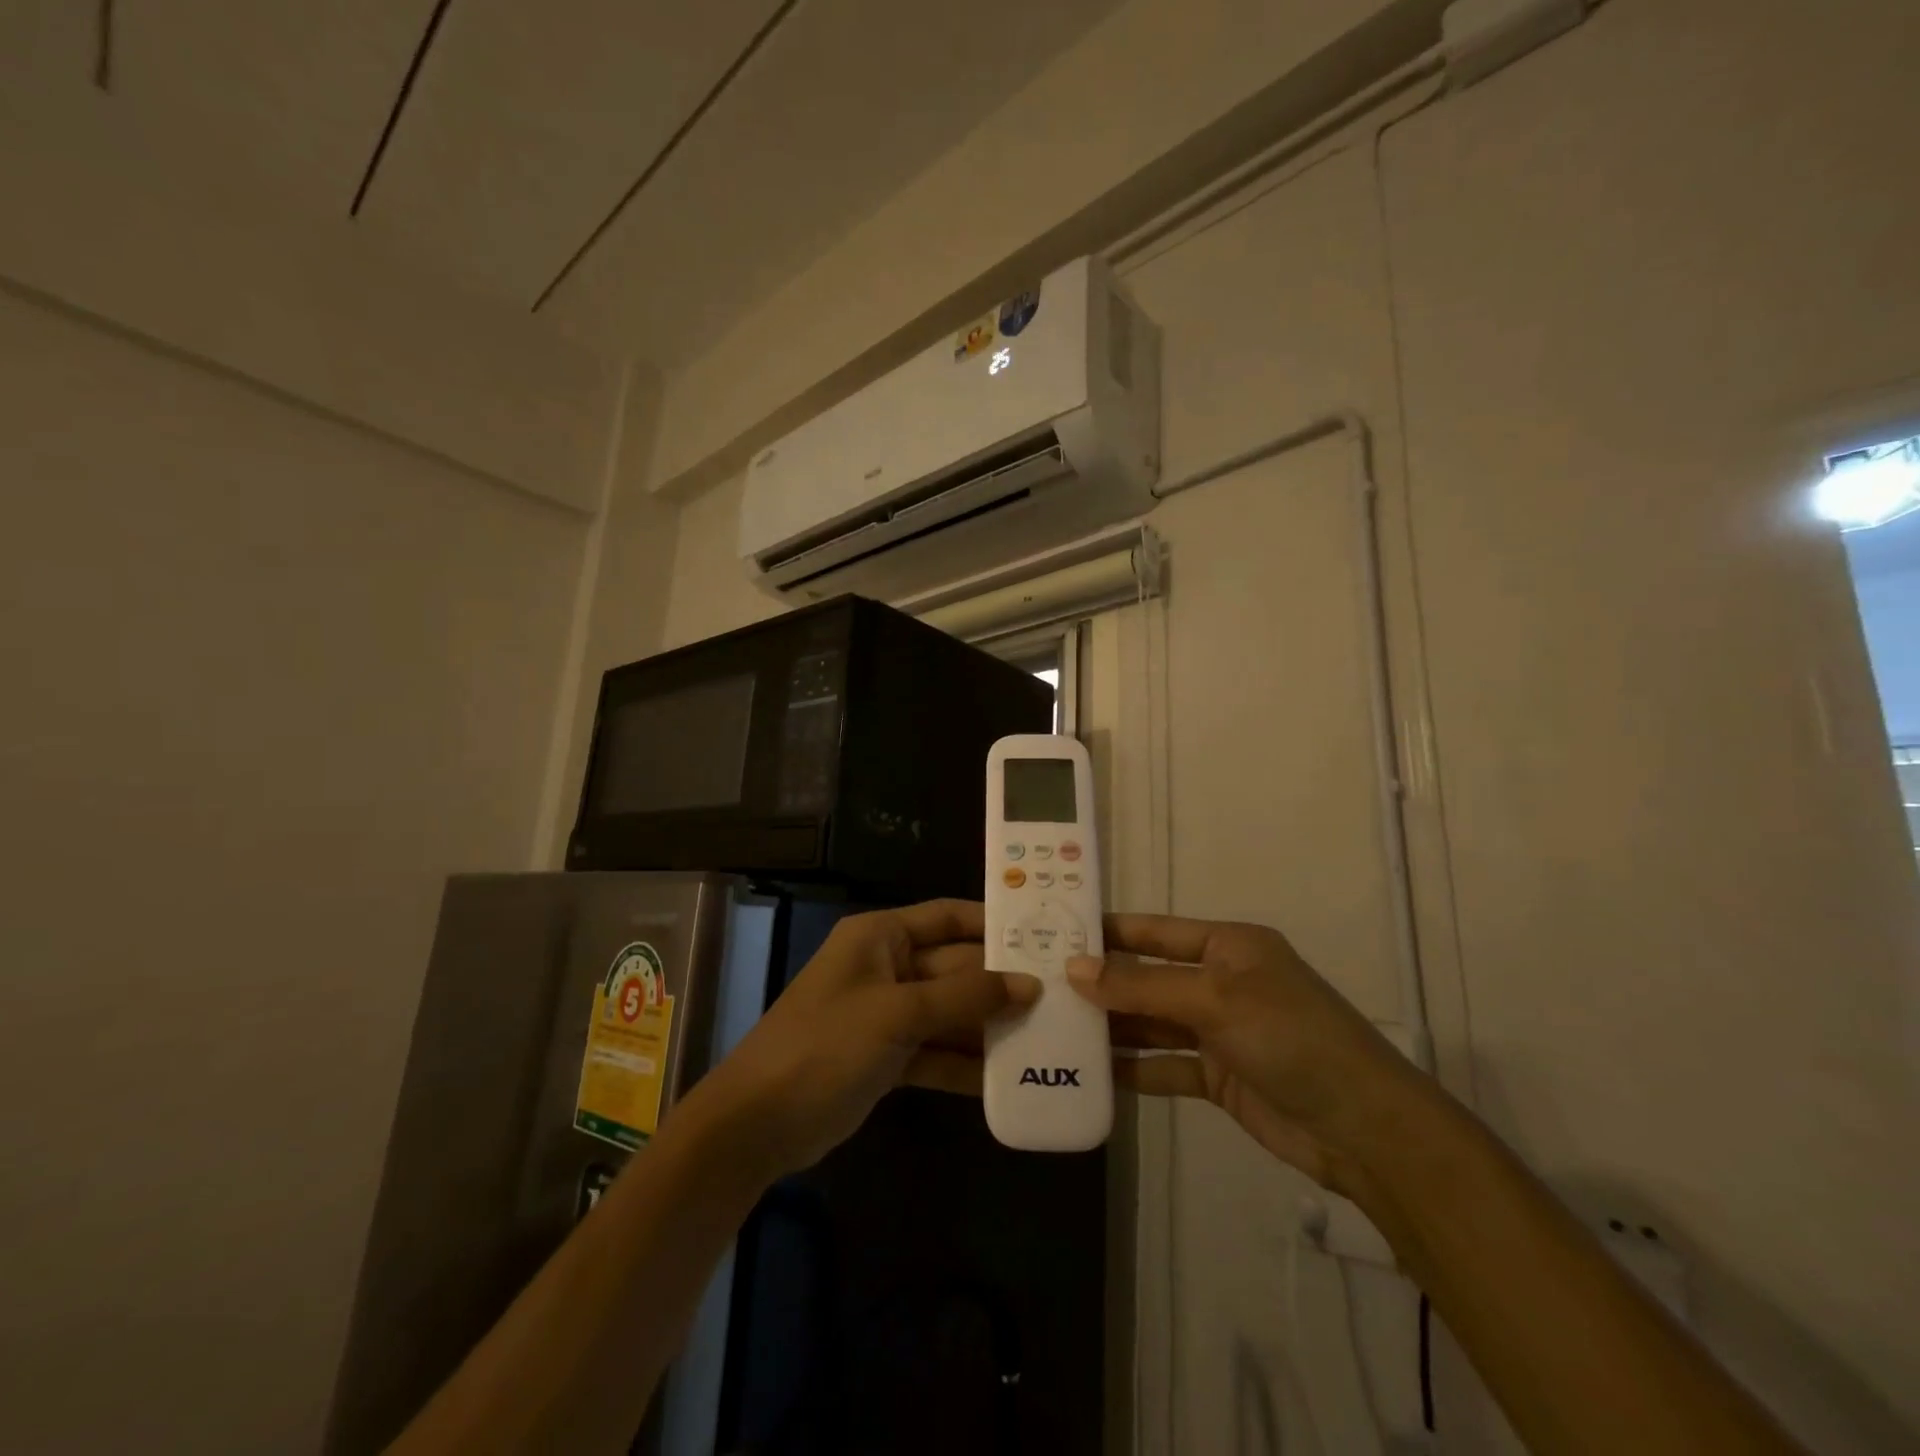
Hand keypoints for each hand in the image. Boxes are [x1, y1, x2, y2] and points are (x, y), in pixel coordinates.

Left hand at [689, 900, 1037, 1177]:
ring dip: (989, 1026)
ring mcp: (887, 1014)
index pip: (948, 917)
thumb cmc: (825, 1045)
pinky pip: (937, 1051)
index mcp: (881, 936)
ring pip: (950, 1012)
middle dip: (1000, 984)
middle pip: (955, 968)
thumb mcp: (897, 1013)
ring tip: (1048, 1038)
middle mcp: (887, 967)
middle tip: (1061, 996)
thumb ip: (964, 997)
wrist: (758, 1123)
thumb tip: (1029, 984)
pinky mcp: (888, 1057)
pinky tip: (1008, 1079)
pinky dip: (965, 1064)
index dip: (992, 924)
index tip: (1043, 935)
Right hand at [1068, 914, 1430, 1191]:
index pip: (1154, 931)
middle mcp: (1221, 981)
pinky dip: (1135, 1069)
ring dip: (1113, 1027)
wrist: (1364, 1129)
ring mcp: (1219, 1031)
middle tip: (1042, 986)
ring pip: (1153, 1023)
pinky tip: (1093, 1073)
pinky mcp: (1219, 1076)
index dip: (1108, 932)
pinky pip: (1165, 1066)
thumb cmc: (1289, 1037)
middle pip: (1149, 978)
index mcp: (1228, 946)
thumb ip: (1141, 987)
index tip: (1055, 934)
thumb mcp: (1214, 1001)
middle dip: (1102, 983)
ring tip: (1056, 1028)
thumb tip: (1074, 969)